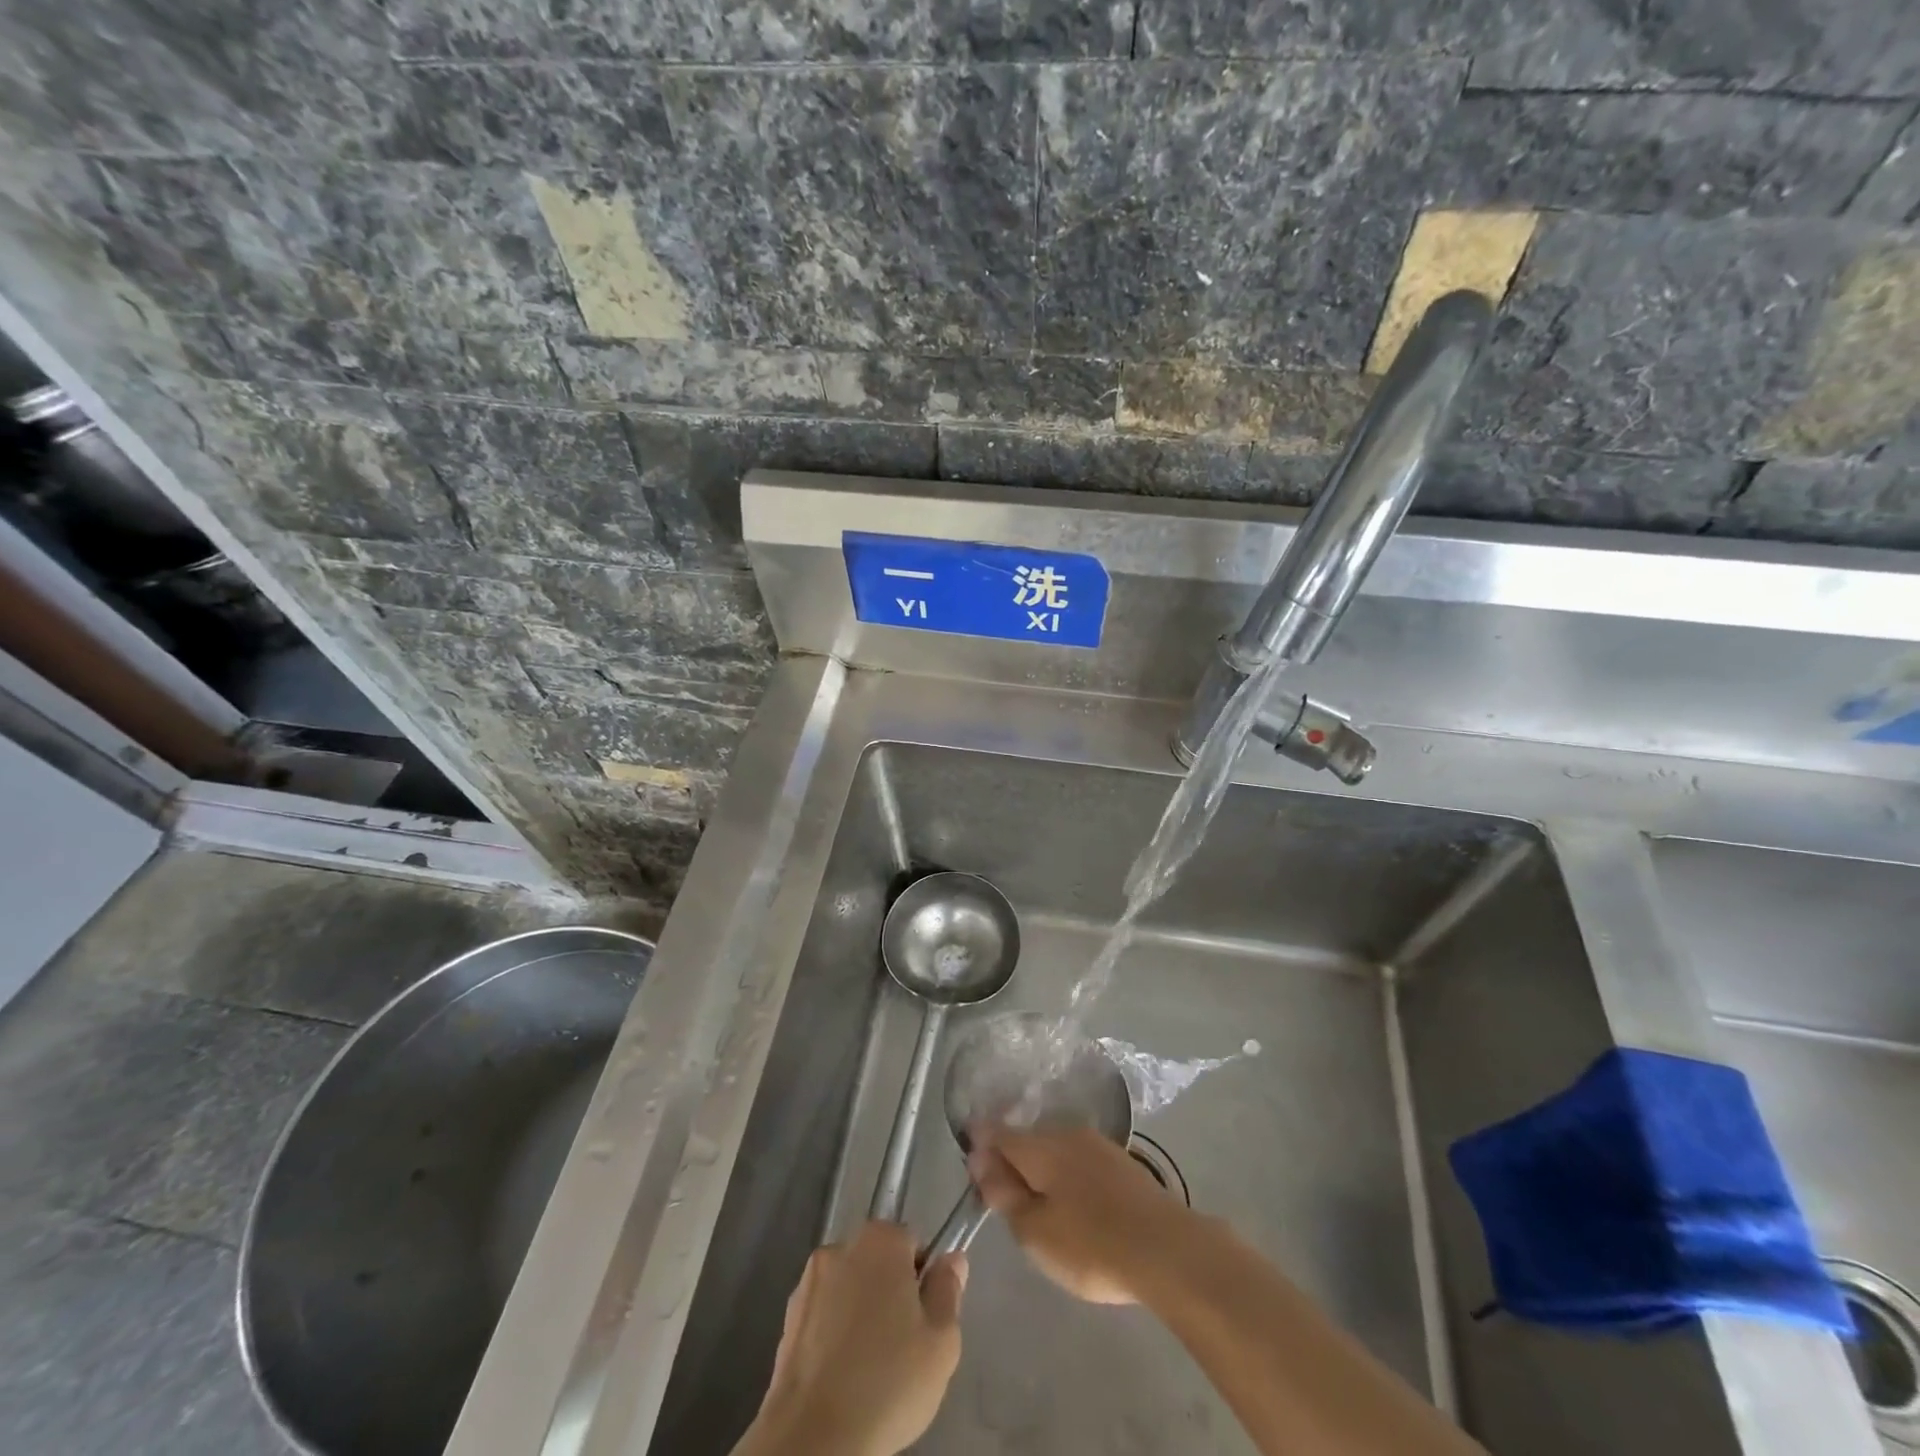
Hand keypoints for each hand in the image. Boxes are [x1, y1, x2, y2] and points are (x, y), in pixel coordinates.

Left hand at [740, 1221, 967, 1455]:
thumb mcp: (941, 1341)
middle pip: (878, 1262)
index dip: (923, 1280)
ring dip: (860, 1313)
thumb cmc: (888, 1382)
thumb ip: (949, 1290)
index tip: (924, 1319)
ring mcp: (808, 1283)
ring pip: (849, 1289)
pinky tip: (842, 1376)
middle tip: (902, 1346)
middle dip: (891, 1294)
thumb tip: (951, 1260)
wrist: (813, 1439)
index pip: (912, 1243)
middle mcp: (841, 1247)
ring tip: (870, 1367)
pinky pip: (823, 1316)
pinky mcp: (786, 1320)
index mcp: (880, 1240)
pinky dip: (834, 1335)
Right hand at [969, 1125, 1188, 1304]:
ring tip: (1039, 1206)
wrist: (1168, 1250)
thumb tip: (980, 1160)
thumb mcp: (1035, 1231)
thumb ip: (1004, 1194)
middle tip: (1005, 1199)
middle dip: (1011, 1160)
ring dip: (1040, 1169)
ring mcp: (1098, 1145)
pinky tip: (1073, 1204)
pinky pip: (1079, 1161)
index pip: (998, 1132)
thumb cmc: (1092, 1245)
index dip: (979, 1144)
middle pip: (1028, 1139)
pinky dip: (1066, 1176)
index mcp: (1041, 1146)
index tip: (971, 1167)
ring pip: (1055, 1149)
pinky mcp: (1121, 1163)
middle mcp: (1067, 1133)